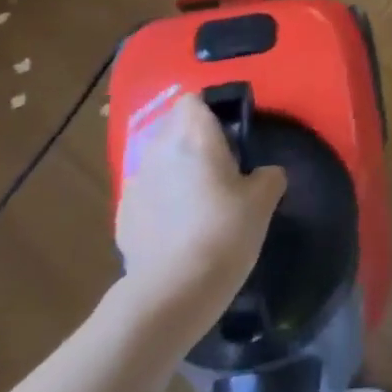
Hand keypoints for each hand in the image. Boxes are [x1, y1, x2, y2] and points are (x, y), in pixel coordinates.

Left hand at [115, 93, 286, 322]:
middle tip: (221, 164)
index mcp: (193, 137)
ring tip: (198, 198)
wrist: (173, 291)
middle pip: (173, 126)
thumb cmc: (225, 232)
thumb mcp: (263, 200)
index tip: (230, 131)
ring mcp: (135, 182)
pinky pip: (147, 191)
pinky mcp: (123, 214)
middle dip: (193, 138)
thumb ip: (268, 176)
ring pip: (158, 159)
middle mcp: (159, 150)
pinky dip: (161, 198)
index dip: (210, 110)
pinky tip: (178, 226)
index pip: (193, 100)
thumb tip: (264, 173)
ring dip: (176, 168)